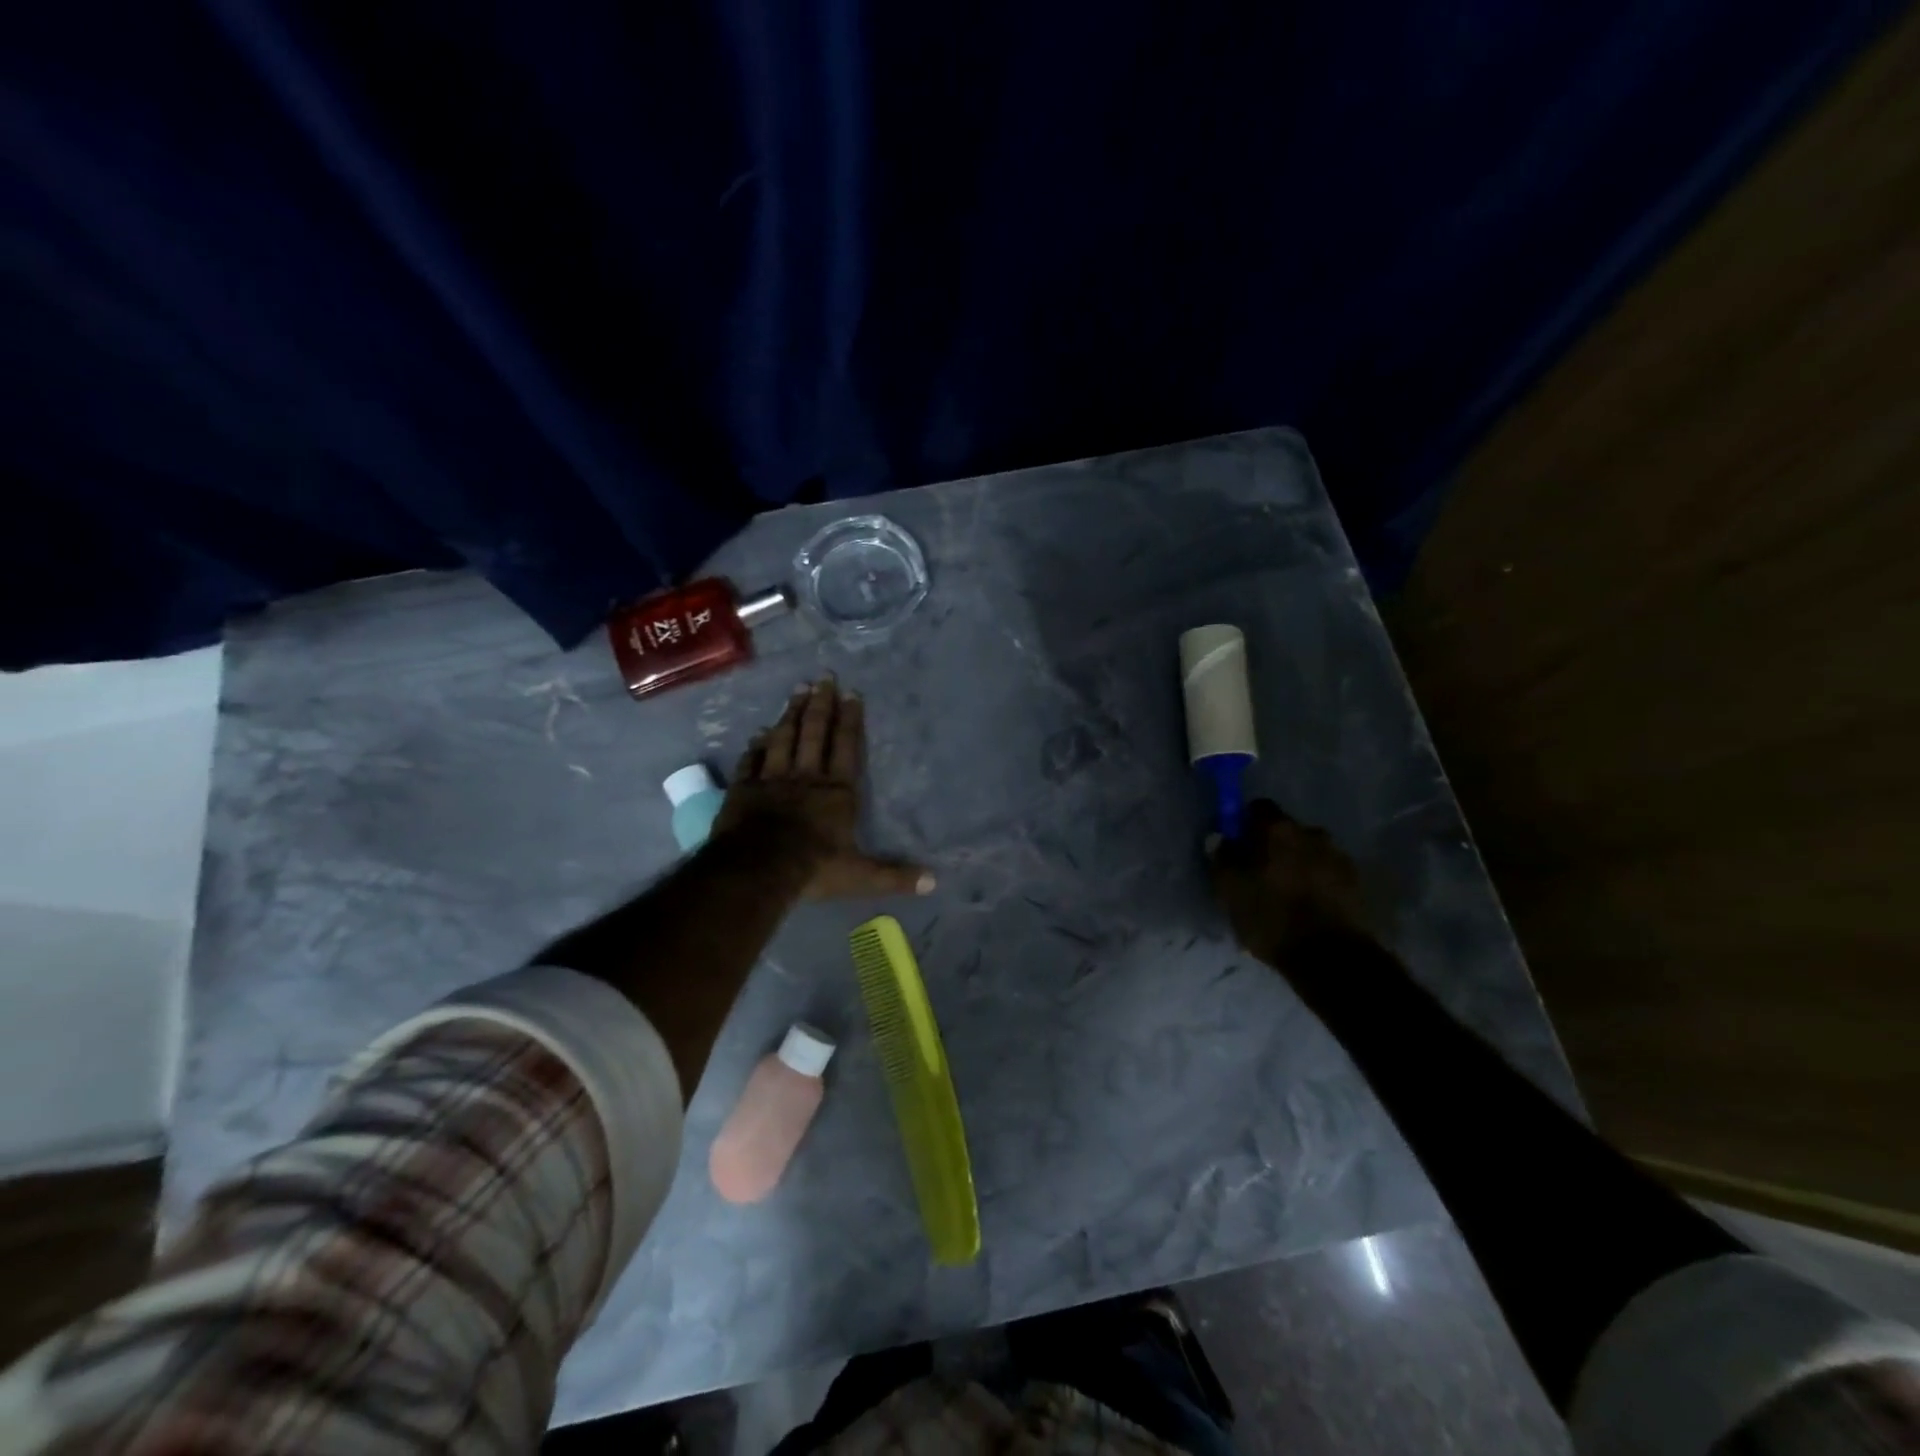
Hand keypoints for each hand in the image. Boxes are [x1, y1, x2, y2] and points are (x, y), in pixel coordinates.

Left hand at [715, 678, 933, 898]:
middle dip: (820, 704)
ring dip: (791, 713)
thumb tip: (935, 883)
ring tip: (797, 690)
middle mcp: (806, 777)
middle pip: (813, 732)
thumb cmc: (813, 869)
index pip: (845, 746)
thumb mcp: (861, 877)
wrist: (757, 870)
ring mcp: (772, 779)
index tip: (851, 693)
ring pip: (783, 738)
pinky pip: (752, 760)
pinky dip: (756, 745)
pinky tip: (759, 732)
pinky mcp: (744, 789)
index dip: (849, 719)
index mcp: (837, 791)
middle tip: (823, 677)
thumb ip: (895, 877)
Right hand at [1209, 799, 1371, 965]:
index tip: (1236, 844)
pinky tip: (1307, 908)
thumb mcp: (1230, 890)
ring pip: (1309, 853)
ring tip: (1285, 895)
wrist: (1332, 957)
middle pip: (1286, 831)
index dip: (1244, 823)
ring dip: (1297, 865)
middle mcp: (1313, 833)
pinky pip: (1327, 875)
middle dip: (1272, 847)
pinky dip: (1316, 884)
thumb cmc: (1271, 916)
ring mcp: (1339, 858)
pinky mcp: (1357, 885)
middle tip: (1258, 873)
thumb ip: (1222, 858)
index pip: (1258, 808)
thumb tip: (1220, 838)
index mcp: (1279, 829)